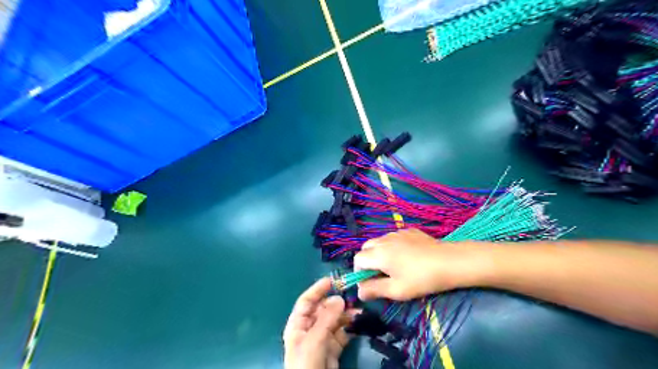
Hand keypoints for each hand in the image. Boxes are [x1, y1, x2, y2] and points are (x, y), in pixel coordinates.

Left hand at [282, 277, 354, 368]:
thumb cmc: (306, 365)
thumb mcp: (314, 340)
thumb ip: (326, 319)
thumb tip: (339, 298)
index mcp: (298, 325)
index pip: (306, 301)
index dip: (317, 289)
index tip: (332, 280)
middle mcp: (309, 329)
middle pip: (322, 309)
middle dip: (336, 302)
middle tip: (352, 296)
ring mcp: (322, 339)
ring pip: (334, 321)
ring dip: (346, 314)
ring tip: (360, 311)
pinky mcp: (333, 349)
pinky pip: (342, 333)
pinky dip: (350, 327)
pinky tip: (359, 323)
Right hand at [352, 229, 484, 300]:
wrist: (449, 261)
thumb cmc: (421, 279)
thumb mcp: (396, 290)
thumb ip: (374, 290)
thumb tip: (359, 292)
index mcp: (378, 254)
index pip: (357, 259)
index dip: (359, 272)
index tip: (370, 284)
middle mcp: (384, 239)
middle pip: (366, 248)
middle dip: (367, 261)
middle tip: (380, 275)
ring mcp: (397, 233)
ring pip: (379, 241)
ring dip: (379, 253)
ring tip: (394, 266)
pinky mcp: (408, 231)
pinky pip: (393, 237)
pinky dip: (392, 246)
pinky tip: (407, 256)